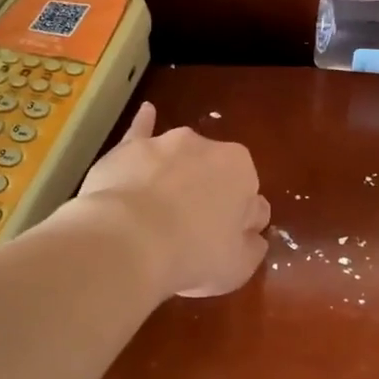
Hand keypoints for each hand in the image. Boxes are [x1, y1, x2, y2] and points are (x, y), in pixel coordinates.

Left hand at [69, 102, 269, 298]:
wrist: (126, 240)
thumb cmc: (192, 254)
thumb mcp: (239, 265)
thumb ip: (252, 245)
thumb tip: (252, 234)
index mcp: (240, 169)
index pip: (250, 199)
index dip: (239, 225)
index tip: (223, 245)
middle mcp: (204, 145)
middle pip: (213, 175)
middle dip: (207, 197)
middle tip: (191, 235)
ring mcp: (163, 143)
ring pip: (178, 159)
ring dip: (177, 176)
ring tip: (162, 212)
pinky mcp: (127, 149)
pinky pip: (140, 131)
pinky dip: (144, 124)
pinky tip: (147, 112)